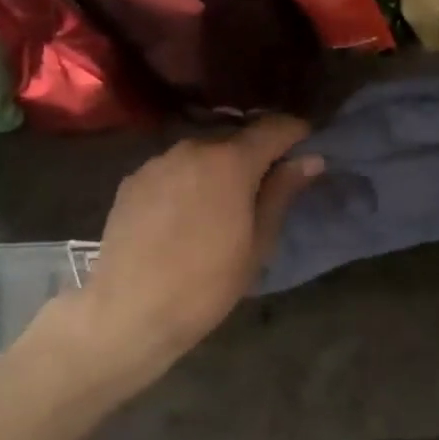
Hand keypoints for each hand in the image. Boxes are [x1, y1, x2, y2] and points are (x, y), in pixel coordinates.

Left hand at [54, 117, 321, 386]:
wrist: (128, 312)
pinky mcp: (133, 180)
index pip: (273, 128)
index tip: (306, 145)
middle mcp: (193, 148)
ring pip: (202, 153)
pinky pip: (173, 169)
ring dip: (218, 167)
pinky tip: (184, 214)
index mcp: (231, 161)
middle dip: (255, 154)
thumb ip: (282, 192)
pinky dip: (187, 180)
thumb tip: (310, 159)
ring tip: (221, 204)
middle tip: (264, 187)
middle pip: (235, 138)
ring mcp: (158, 162)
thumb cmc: (207, 283)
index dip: (295, 132)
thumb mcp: (258, 243)